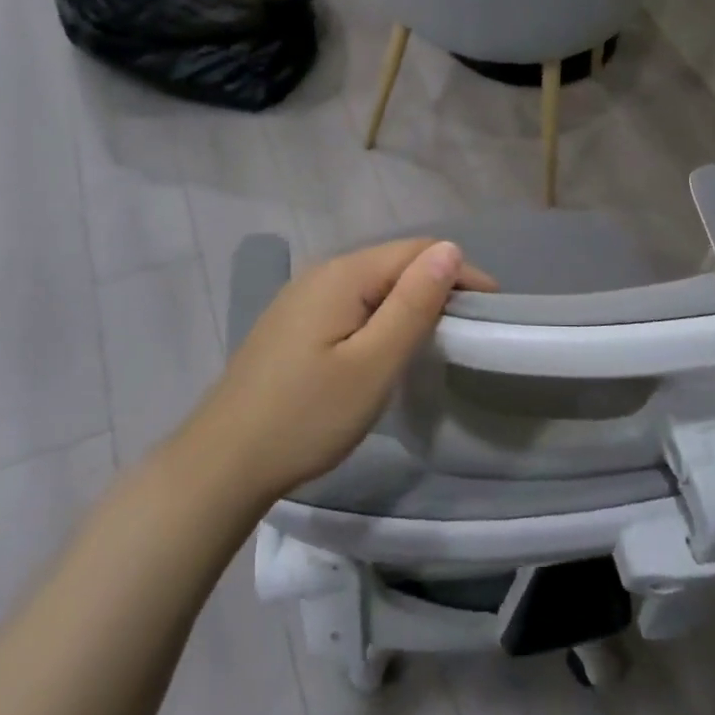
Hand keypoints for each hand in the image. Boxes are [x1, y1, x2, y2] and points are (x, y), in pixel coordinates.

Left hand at [190, 239, 496, 502]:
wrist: (222, 463)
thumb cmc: (306, 416)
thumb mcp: (373, 364)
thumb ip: (413, 304)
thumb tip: (450, 250)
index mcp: (344, 275)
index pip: (417, 251)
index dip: (460, 272)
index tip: (493, 308)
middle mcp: (322, 273)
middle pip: (394, 262)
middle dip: (438, 284)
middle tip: (471, 326)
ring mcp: (302, 298)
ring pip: (373, 283)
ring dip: (410, 299)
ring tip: (439, 334)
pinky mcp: (292, 323)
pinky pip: (352, 302)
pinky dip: (382, 314)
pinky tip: (387, 343)